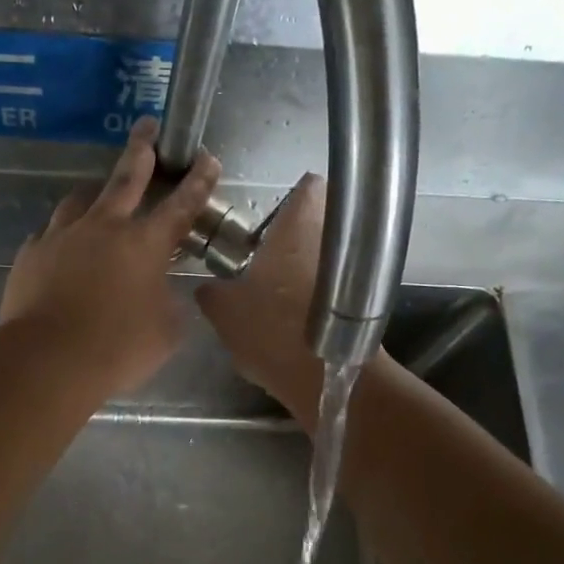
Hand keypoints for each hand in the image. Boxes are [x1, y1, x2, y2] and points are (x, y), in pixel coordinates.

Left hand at [0, 117, 220, 397]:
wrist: (48, 358)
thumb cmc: (118, 348)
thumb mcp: (165, 332)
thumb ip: (168, 304)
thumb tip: (162, 293)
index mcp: (145, 243)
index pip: (181, 205)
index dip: (198, 181)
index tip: (206, 158)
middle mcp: (104, 227)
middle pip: (126, 178)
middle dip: (141, 149)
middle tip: (146, 126)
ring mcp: (62, 236)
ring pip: (80, 200)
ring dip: (95, 193)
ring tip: (98, 194)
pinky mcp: (31, 253)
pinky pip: (49, 234)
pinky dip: (62, 235)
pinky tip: (61, 246)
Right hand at [196, 172, 327, 421]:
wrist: (324, 379)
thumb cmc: (272, 329)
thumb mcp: (224, 310)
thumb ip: (211, 291)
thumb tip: (207, 287)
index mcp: (301, 225)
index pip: (308, 185)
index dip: (290, 193)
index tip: (268, 213)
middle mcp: (332, 238)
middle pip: (317, 220)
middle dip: (291, 233)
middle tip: (260, 253)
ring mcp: (352, 271)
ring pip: (324, 253)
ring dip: (301, 263)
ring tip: (270, 286)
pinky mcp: (356, 301)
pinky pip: (331, 283)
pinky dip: (312, 291)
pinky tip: (286, 312)